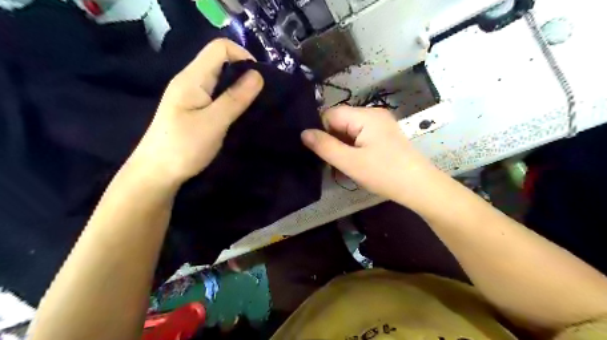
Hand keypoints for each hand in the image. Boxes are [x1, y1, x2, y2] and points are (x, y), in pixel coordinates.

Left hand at [130, 38, 263, 185]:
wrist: (156, 173)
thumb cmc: (183, 148)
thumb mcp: (213, 123)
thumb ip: (235, 98)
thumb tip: (258, 75)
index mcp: (192, 78)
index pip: (219, 48)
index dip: (243, 56)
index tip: (259, 80)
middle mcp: (190, 81)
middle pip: (220, 61)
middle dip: (243, 72)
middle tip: (260, 95)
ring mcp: (190, 95)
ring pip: (219, 78)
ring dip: (238, 86)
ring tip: (253, 104)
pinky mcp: (193, 108)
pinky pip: (216, 93)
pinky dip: (231, 98)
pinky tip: (239, 112)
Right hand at [303, 107, 440, 205]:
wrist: (419, 187)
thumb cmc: (384, 173)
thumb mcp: (350, 162)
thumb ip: (325, 146)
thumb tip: (304, 133)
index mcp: (365, 115)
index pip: (330, 114)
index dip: (321, 131)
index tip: (319, 152)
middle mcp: (373, 114)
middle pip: (340, 121)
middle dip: (332, 140)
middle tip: (331, 162)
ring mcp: (381, 124)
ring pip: (349, 130)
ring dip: (342, 146)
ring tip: (343, 165)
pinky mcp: (385, 135)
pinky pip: (360, 136)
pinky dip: (353, 148)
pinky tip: (355, 162)